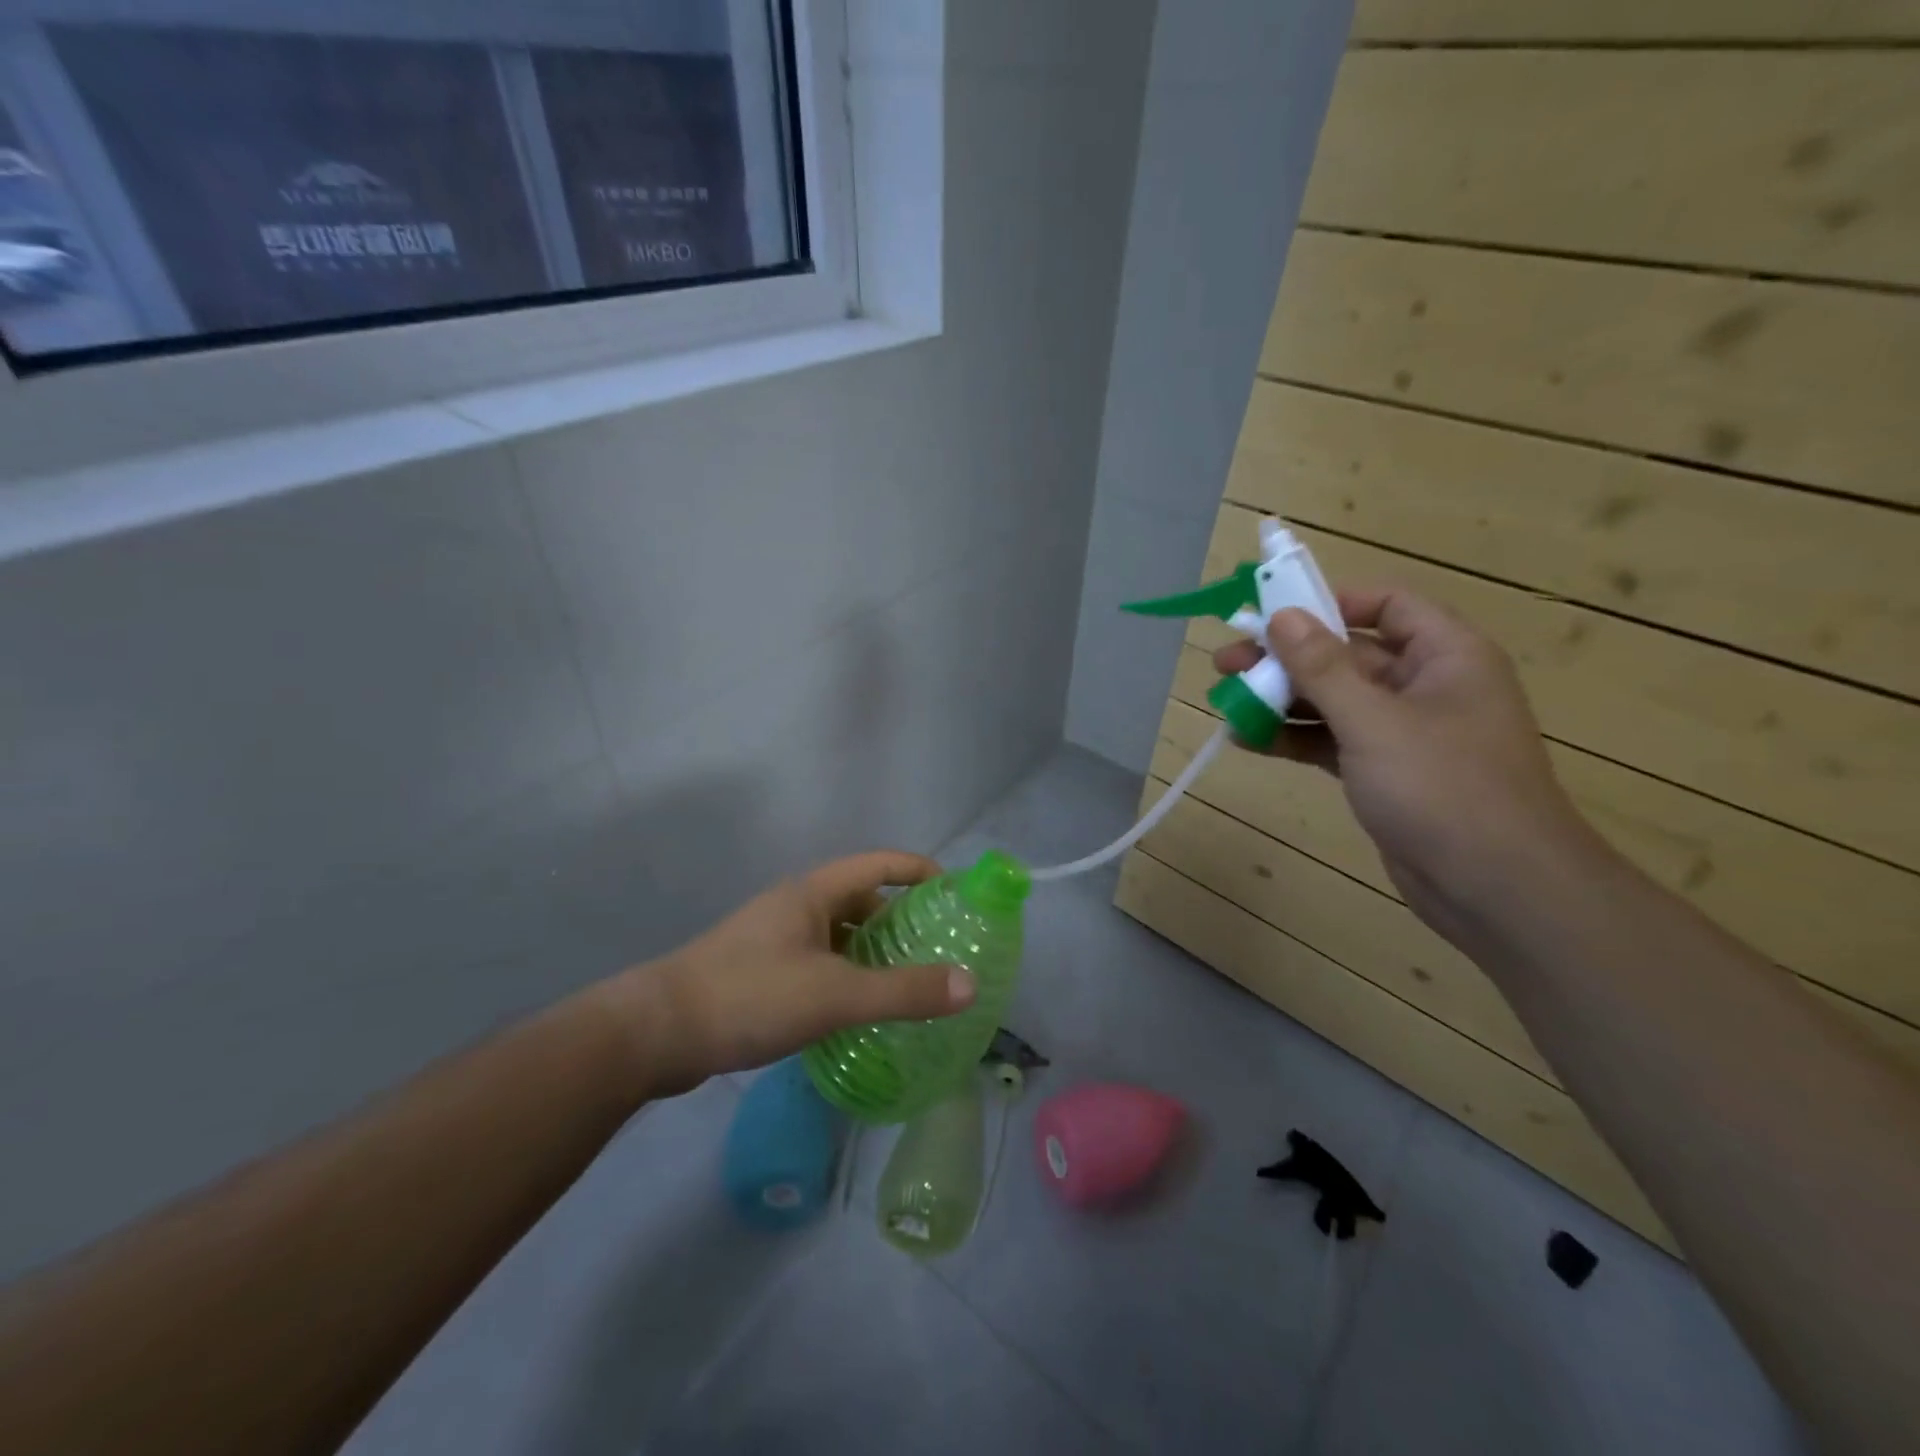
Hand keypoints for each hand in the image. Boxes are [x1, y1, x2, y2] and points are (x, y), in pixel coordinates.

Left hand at [600, 851, 975, 1097]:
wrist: (654, 1033)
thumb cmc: (750, 996)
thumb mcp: (835, 995)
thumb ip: (904, 992)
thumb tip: (970, 984)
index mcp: (813, 893)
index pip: (879, 863)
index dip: (919, 870)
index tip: (955, 891)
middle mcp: (794, 907)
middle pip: (860, 899)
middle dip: (900, 918)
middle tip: (938, 947)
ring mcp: (773, 939)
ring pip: (836, 935)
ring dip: (871, 951)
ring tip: (906, 981)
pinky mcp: (757, 972)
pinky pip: (817, 962)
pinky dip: (845, 976)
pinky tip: (856, 1010)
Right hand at [1212, 589, 1595, 934]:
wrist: (1495, 888)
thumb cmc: (1443, 788)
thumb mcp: (1374, 721)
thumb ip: (1323, 667)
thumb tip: (1281, 616)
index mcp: (1445, 656)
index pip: (1386, 605)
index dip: (1329, 601)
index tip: (1272, 613)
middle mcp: (1425, 685)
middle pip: (1346, 655)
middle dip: (1286, 658)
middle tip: (1225, 662)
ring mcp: (1403, 732)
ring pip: (1333, 700)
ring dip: (1281, 699)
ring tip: (1226, 701)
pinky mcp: (1383, 772)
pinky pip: (1331, 740)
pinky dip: (1292, 738)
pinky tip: (1247, 739)